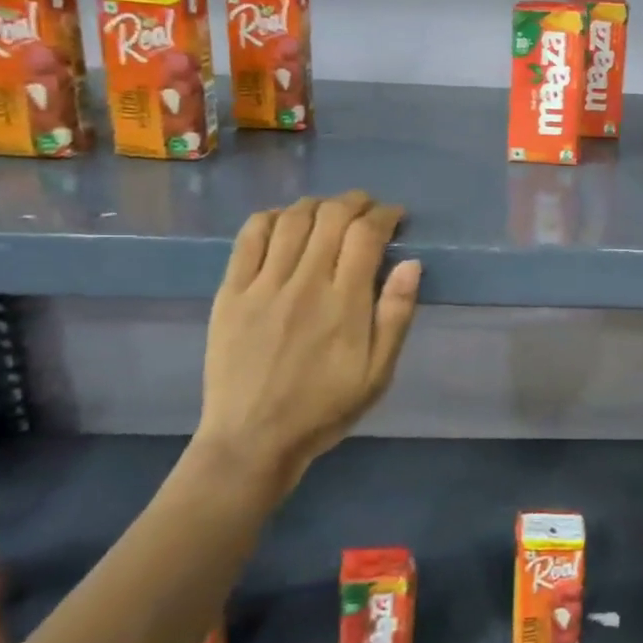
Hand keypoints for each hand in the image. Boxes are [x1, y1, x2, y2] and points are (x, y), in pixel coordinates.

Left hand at [197, 192, 421, 491]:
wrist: (252, 440)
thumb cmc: (324, 409)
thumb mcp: (378, 374)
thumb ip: (396, 316)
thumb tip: (411, 263)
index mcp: (345, 304)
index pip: (366, 235)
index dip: (384, 215)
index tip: (394, 216)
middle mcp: (305, 283)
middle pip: (331, 216)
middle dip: (355, 202)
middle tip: (366, 208)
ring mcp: (263, 286)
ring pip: (292, 220)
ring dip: (317, 204)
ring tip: (329, 211)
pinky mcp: (231, 293)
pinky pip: (249, 238)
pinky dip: (271, 218)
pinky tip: (284, 221)